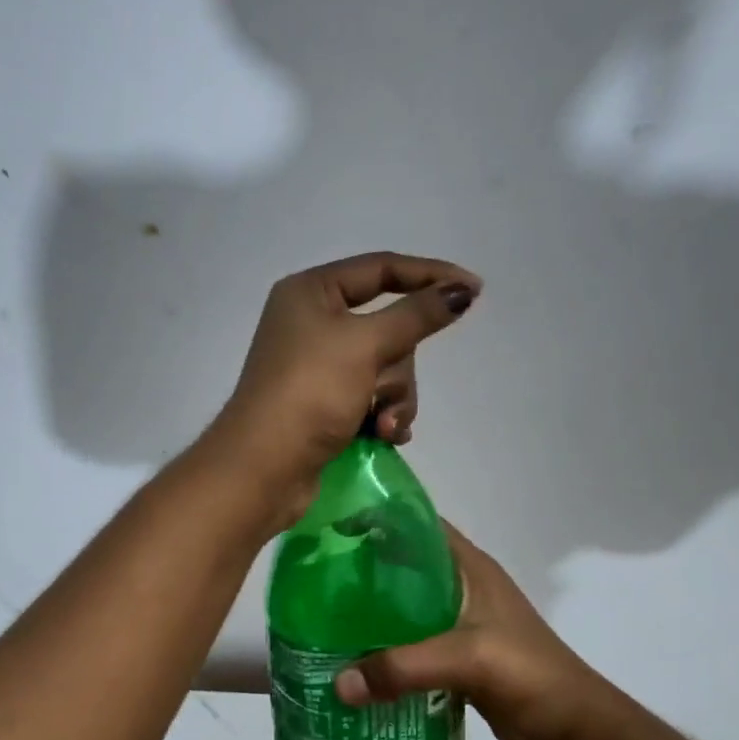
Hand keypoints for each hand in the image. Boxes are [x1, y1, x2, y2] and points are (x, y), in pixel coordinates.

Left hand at [205, 252, 480, 526]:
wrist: (264, 469)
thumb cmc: (310, 393)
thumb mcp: (366, 346)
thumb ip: (417, 315)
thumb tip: (461, 291)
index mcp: (311, 293)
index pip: (381, 270)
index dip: (429, 276)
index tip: (474, 291)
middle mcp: (312, 323)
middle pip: (388, 327)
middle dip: (399, 366)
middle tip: (385, 391)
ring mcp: (318, 366)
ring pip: (385, 368)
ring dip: (394, 399)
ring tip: (383, 427)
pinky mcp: (325, 403)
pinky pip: (372, 397)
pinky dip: (382, 415)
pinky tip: (384, 436)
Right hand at [333, 522, 639, 739]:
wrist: (576, 730)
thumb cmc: (530, 676)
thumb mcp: (468, 660)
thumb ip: (404, 667)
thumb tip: (338, 683)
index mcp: (470, 569)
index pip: (417, 525)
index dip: (377, 519)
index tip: (331, 527)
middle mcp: (463, 589)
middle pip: (403, 568)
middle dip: (362, 572)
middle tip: (314, 584)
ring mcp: (461, 625)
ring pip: (405, 610)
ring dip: (371, 617)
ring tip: (323, 624)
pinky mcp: (459, 659)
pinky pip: (412, 646)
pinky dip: (386, 651)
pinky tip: (354, 665)